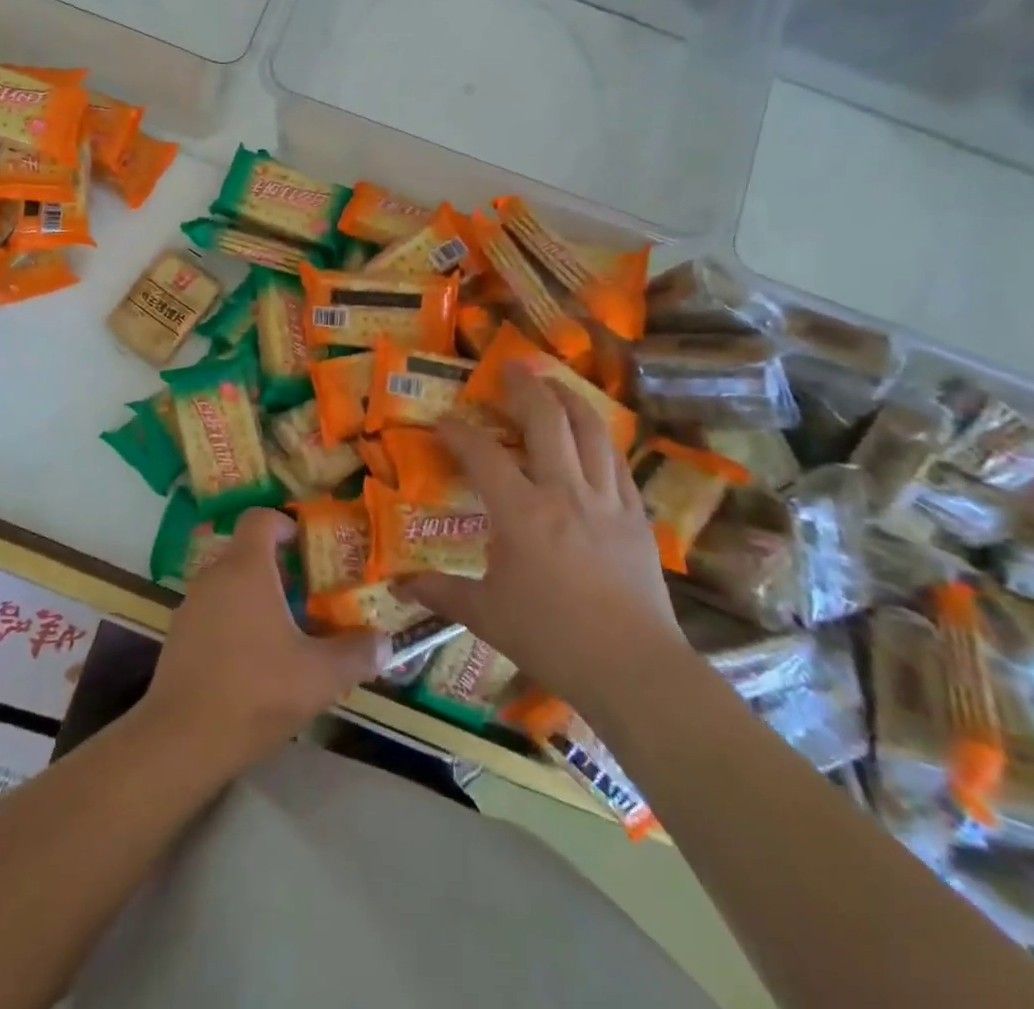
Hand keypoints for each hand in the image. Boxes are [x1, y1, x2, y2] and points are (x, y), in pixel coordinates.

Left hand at [141, 509, 388, 774]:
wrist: (183, 739)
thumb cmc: (256, 692)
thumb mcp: (319, 676)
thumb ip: (356, 654)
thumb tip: (386, 643)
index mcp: (246, 568)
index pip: (260, 518)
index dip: (285, 523)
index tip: (307, 547)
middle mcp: (214, 575)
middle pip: (247, 551)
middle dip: (279, 568)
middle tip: (309, 596)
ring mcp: (190, 604)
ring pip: (229, 582)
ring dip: (256, 596)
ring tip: (286, 631)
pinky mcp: (178, 634)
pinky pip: (213, 610)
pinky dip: (234, 619)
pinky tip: (253, 660)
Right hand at [401, 363, 684, 717]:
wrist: (632, 667)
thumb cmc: (550, 637)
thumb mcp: (485, 614)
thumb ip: (440, 592)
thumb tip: (399, 586)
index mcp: (521, 512)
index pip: (482, 454)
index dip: (458, 431)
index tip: (443, 421)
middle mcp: (564, 492)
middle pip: (546, 420)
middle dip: (525, 387)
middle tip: (512, 366)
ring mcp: (605, 500)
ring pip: (590, 431)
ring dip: (569, 399)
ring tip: (554, 383)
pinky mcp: (635, 516)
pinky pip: (617, 462)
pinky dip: (600, 439)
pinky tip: (592, 435)